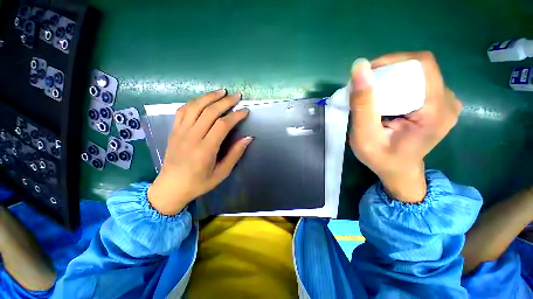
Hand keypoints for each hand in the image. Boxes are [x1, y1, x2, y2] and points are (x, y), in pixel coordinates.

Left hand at [148, 90, 252, 214]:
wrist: (170, 188)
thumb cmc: (199, 183)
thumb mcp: (222, 173)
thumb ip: (235, 154)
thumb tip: (248, 138)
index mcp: (205, 150)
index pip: (222, 125)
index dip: (236, 116)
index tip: (245, 111)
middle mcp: (191, 137)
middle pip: (209, 112)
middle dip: (225, 102)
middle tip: (237, 96)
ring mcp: (180, 132)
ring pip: (195, 107)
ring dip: (209, 97)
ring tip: (221, 91)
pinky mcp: (173, 131)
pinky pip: (182, 111)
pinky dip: (194, 102)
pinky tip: (203, 99)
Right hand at [349, 51, 461, 202]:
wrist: (397, 171)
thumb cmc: (380, 158)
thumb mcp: (364, 135)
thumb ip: (363, 104)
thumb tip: (360, 67)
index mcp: (436, 110)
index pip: (421, 65)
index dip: (392, 61)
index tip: (367, 74)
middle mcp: (448, 101)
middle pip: (419, 68)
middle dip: (389, 72)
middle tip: (366, 88)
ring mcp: (445, 102)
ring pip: (418, 74)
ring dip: (392, 78)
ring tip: (373, 95)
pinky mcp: (438, 104)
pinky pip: (418, 83)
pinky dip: (398, 85)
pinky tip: (385, 99)